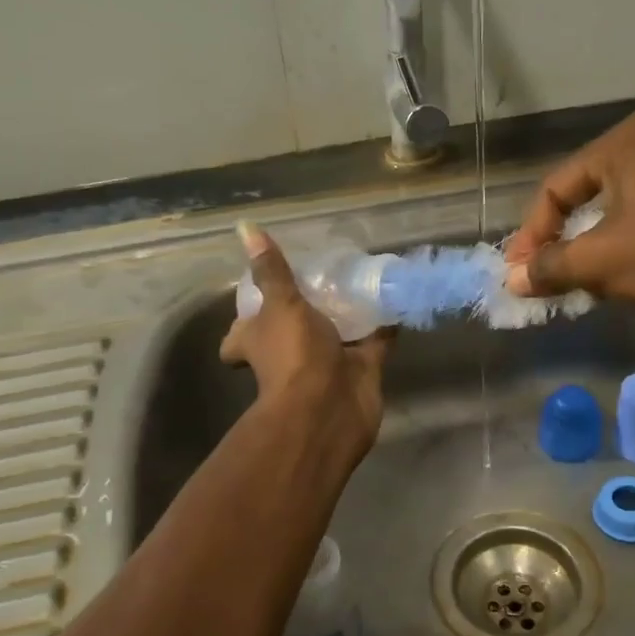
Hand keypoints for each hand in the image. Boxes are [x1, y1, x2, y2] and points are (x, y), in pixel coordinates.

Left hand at [221, 222, 387, 457]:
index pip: (239, 337)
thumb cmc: (294, 354)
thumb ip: (272, 270)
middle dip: (302, 314)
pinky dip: (384, 325)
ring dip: (346, 316)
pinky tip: (395, 298)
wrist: (330, 409)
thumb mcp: (280, 305)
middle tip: (320, 278)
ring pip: (335, 335)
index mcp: (258, 342)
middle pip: (291, 333)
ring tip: (360, 279)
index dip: (244, 323)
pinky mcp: (360, 371)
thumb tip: (245, 227)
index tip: (257, 298)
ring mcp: (326, 364)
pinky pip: (374, 343)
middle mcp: (289, 355)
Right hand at [503, 111, 634, 350]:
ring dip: (603, 241)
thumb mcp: (604, 263)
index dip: (532, 235)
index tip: (521, 274)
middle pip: (593, 191)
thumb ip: (551, 267)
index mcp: (627, 141)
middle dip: (567, 237)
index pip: (557, 187)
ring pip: (630, 202)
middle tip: (553, 274)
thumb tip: (513, 279)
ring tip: (595, 277)